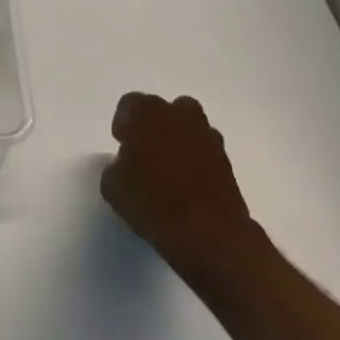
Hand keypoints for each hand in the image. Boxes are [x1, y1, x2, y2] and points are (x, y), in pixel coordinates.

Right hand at [101, 93, 258, 283]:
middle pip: (163, 110)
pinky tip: (188, 184)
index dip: (124, 125)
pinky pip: (205, 150)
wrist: (208, 234)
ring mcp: (206, 135)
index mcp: (146, 112)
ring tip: (169, 169)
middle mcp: (178, 114)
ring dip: (178, 140)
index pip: (129, 104)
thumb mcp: (113, 188)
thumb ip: (115, 167)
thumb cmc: (152, 203)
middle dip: (153, 126)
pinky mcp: (226, 160)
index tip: (122, 146)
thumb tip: (125, 165)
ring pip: (188, 126)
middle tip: (145, 154)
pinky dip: (197, 160)